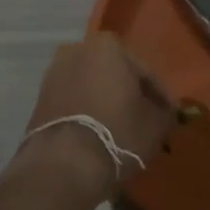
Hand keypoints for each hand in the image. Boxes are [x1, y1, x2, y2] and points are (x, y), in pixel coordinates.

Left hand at [19, 34, 177, 191]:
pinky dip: (86, 112)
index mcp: (107, 45)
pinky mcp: (39, 99)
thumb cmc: (117, 132)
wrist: (63, 164)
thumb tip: (164, 112)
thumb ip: (164, 112)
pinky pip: (73, 101)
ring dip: (106, 102)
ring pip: (91, 86)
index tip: (169, 114)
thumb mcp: (155, 124)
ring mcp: (54, 73)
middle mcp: (77, 49)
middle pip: (114, 74)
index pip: (144, 71)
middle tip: (145, 119)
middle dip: (128, 93)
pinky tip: (98, 134)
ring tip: (121, 129)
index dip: (160, 95)